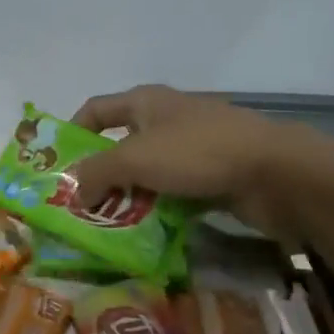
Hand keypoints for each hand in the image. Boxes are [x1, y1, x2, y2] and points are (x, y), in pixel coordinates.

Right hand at [70, 85, 333, 235]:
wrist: (276, 172)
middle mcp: (166, 119)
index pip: (95, 109)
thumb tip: (74, 192)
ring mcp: (193, 147)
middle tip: (80, 207)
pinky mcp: (212, 175)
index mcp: (145, 102)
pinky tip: (145, 232)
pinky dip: (157, 208)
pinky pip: (173, 191)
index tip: (57, 166)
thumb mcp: (135, 159)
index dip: (72, 132)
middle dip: (99, 174)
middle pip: (120, 144)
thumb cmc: (197, 152)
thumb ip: (96, 173)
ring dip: (127, 196)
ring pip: (147, 172)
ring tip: (107, 226)